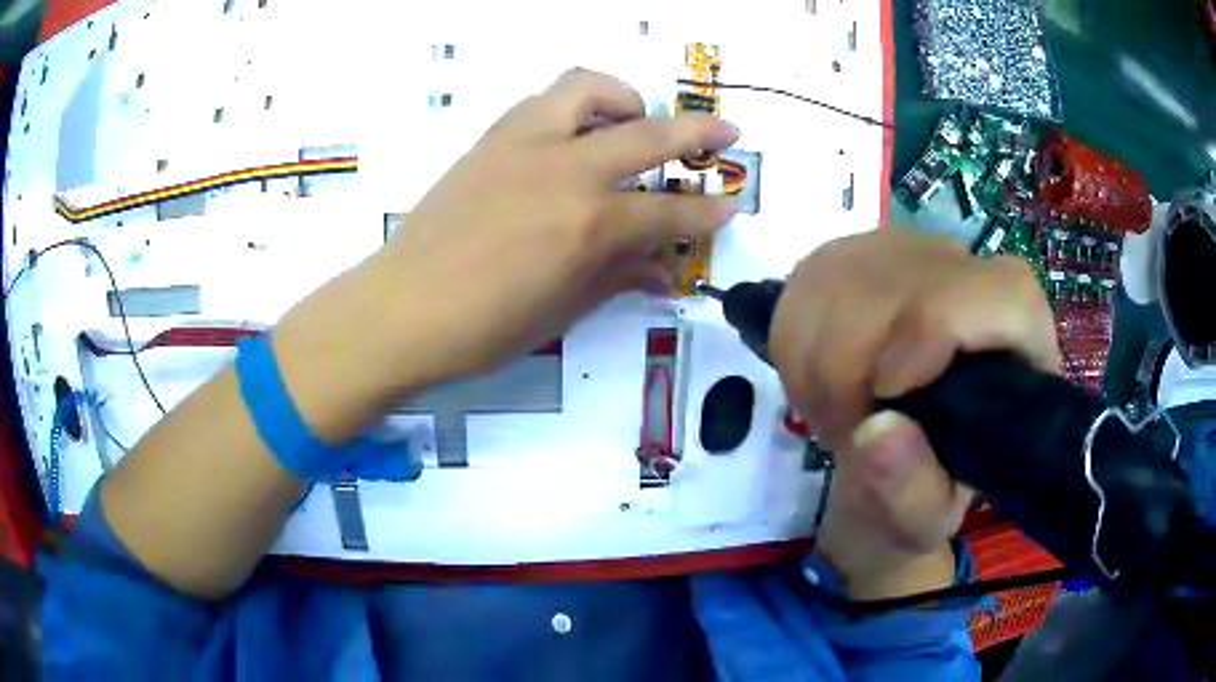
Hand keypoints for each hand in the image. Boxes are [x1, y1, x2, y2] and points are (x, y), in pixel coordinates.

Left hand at [376, 69, 738, 384]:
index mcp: (588, 223)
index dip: (706, 212)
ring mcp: (524, 144)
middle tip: (725, 132)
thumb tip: (662, 270)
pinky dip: (572, 107)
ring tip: (634, 118)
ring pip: (587, 88)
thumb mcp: (562, 311)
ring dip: (624, 98)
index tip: (732, 205)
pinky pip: (542, 102)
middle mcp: (564, 168)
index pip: (667, 213)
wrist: (401, 309)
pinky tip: (573, 133)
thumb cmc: (483, 328)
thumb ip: (617, 277)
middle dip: (698, 132)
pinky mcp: (490, 139)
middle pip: (649, 133)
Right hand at [770, 228, 1059, 598]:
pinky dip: (794, 338)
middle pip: (902, 285)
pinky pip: (809, 277)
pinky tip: (815, 379)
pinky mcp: (866, 250)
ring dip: (814, 359)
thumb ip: (909, 492)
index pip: (995, 295)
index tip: (881, 395)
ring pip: (843, 274)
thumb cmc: (928, 489)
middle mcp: (978, 276)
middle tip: (840, 430)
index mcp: (1023, 342)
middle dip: (848, 368)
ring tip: (832, 411)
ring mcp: (918, 253)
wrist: (900, 456)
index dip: (932, 330)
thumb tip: (874, 433)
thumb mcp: (923, 519)